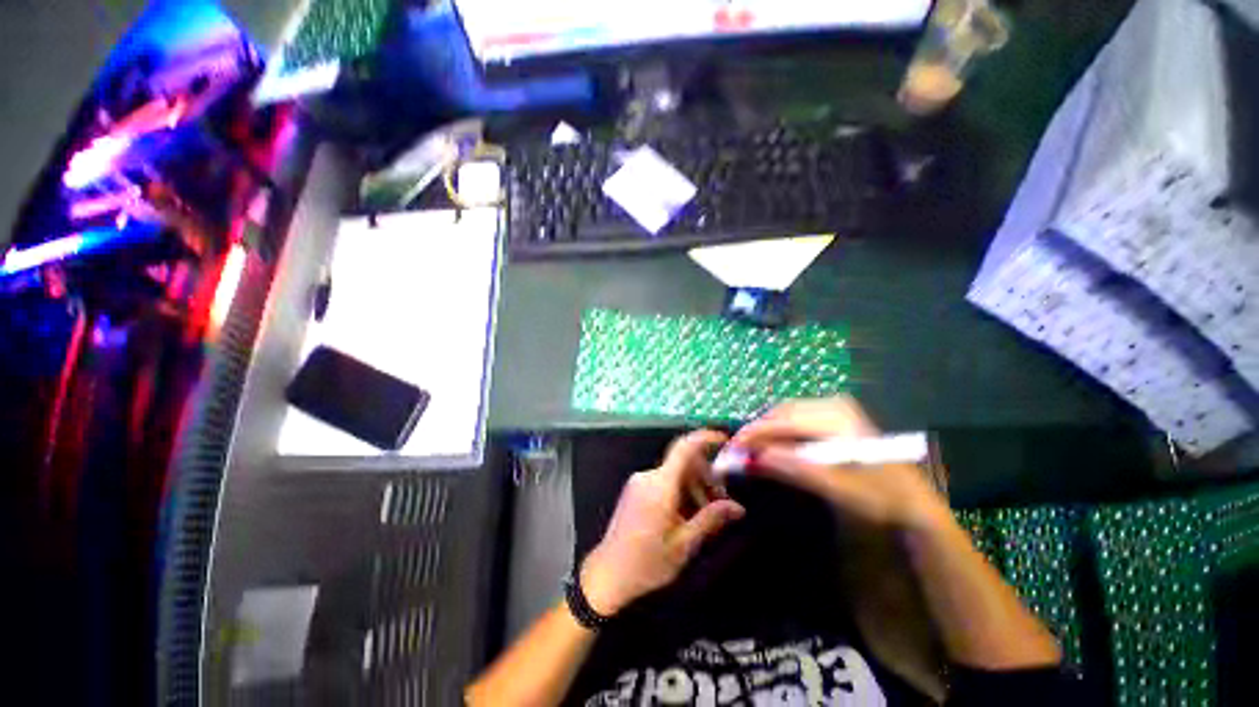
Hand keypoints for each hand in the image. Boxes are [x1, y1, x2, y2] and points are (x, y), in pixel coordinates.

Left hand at [580, 430, 745, 615]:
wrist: (608, 575)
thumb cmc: (647, 563)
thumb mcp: (684, 544)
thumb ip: (710, 519)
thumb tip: (738, 507)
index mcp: (660, 485)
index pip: (684, 448)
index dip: (705, 438)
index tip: (725, 440)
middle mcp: (649, 476)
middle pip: (683, 462)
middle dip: (706, 476)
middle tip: (722, 501)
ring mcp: (639, 482)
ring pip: (675, 472)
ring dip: (694, 486)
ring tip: (706, 514)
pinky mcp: (635, 490)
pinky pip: (663, 480)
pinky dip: (680, 490)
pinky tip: (687, 514)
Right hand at [732, 397, 950, 532]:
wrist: (913, 502)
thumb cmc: (878, 496)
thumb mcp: (834, 485)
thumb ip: (791, 468)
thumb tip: (751, 459)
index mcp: (836, 417)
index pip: (783, 422)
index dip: (755, 434)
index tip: (732, 447)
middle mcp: (832, 404)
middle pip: (782, 414)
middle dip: (758, 431)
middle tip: (739, 451)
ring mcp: (834, 408)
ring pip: (787, 414)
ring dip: (768, 431)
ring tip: (752, 449)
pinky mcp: (834, 417)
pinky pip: (797, 419)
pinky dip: (780, 431)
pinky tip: (774, 445)